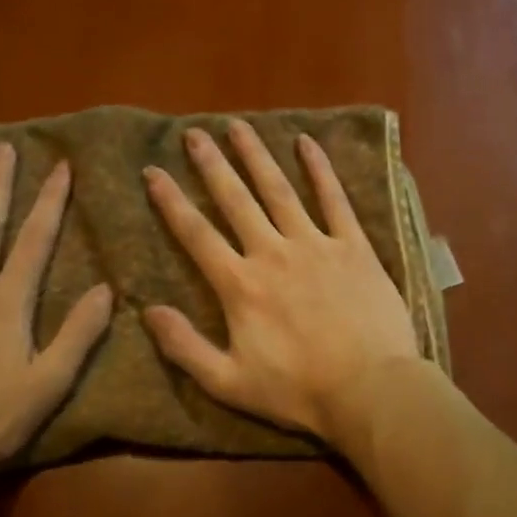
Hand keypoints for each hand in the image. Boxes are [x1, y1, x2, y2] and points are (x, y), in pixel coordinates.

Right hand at [141, 120, 421, 443]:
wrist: (369, 390)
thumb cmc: (297, 391)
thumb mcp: (228, 382)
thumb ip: (184, 347)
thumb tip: (147, 311)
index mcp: (240, 285)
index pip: (196, 234)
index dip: (171, 202)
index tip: (153, 172)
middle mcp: (272, 253)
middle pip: (235, 200)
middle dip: (211, 164)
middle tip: (194, 133)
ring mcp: (315, 245)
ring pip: (279, 190)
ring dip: (256, 156)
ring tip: (239, 126)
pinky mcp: (353, 246)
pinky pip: (334, 200)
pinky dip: (320, 169)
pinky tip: (307, 143)